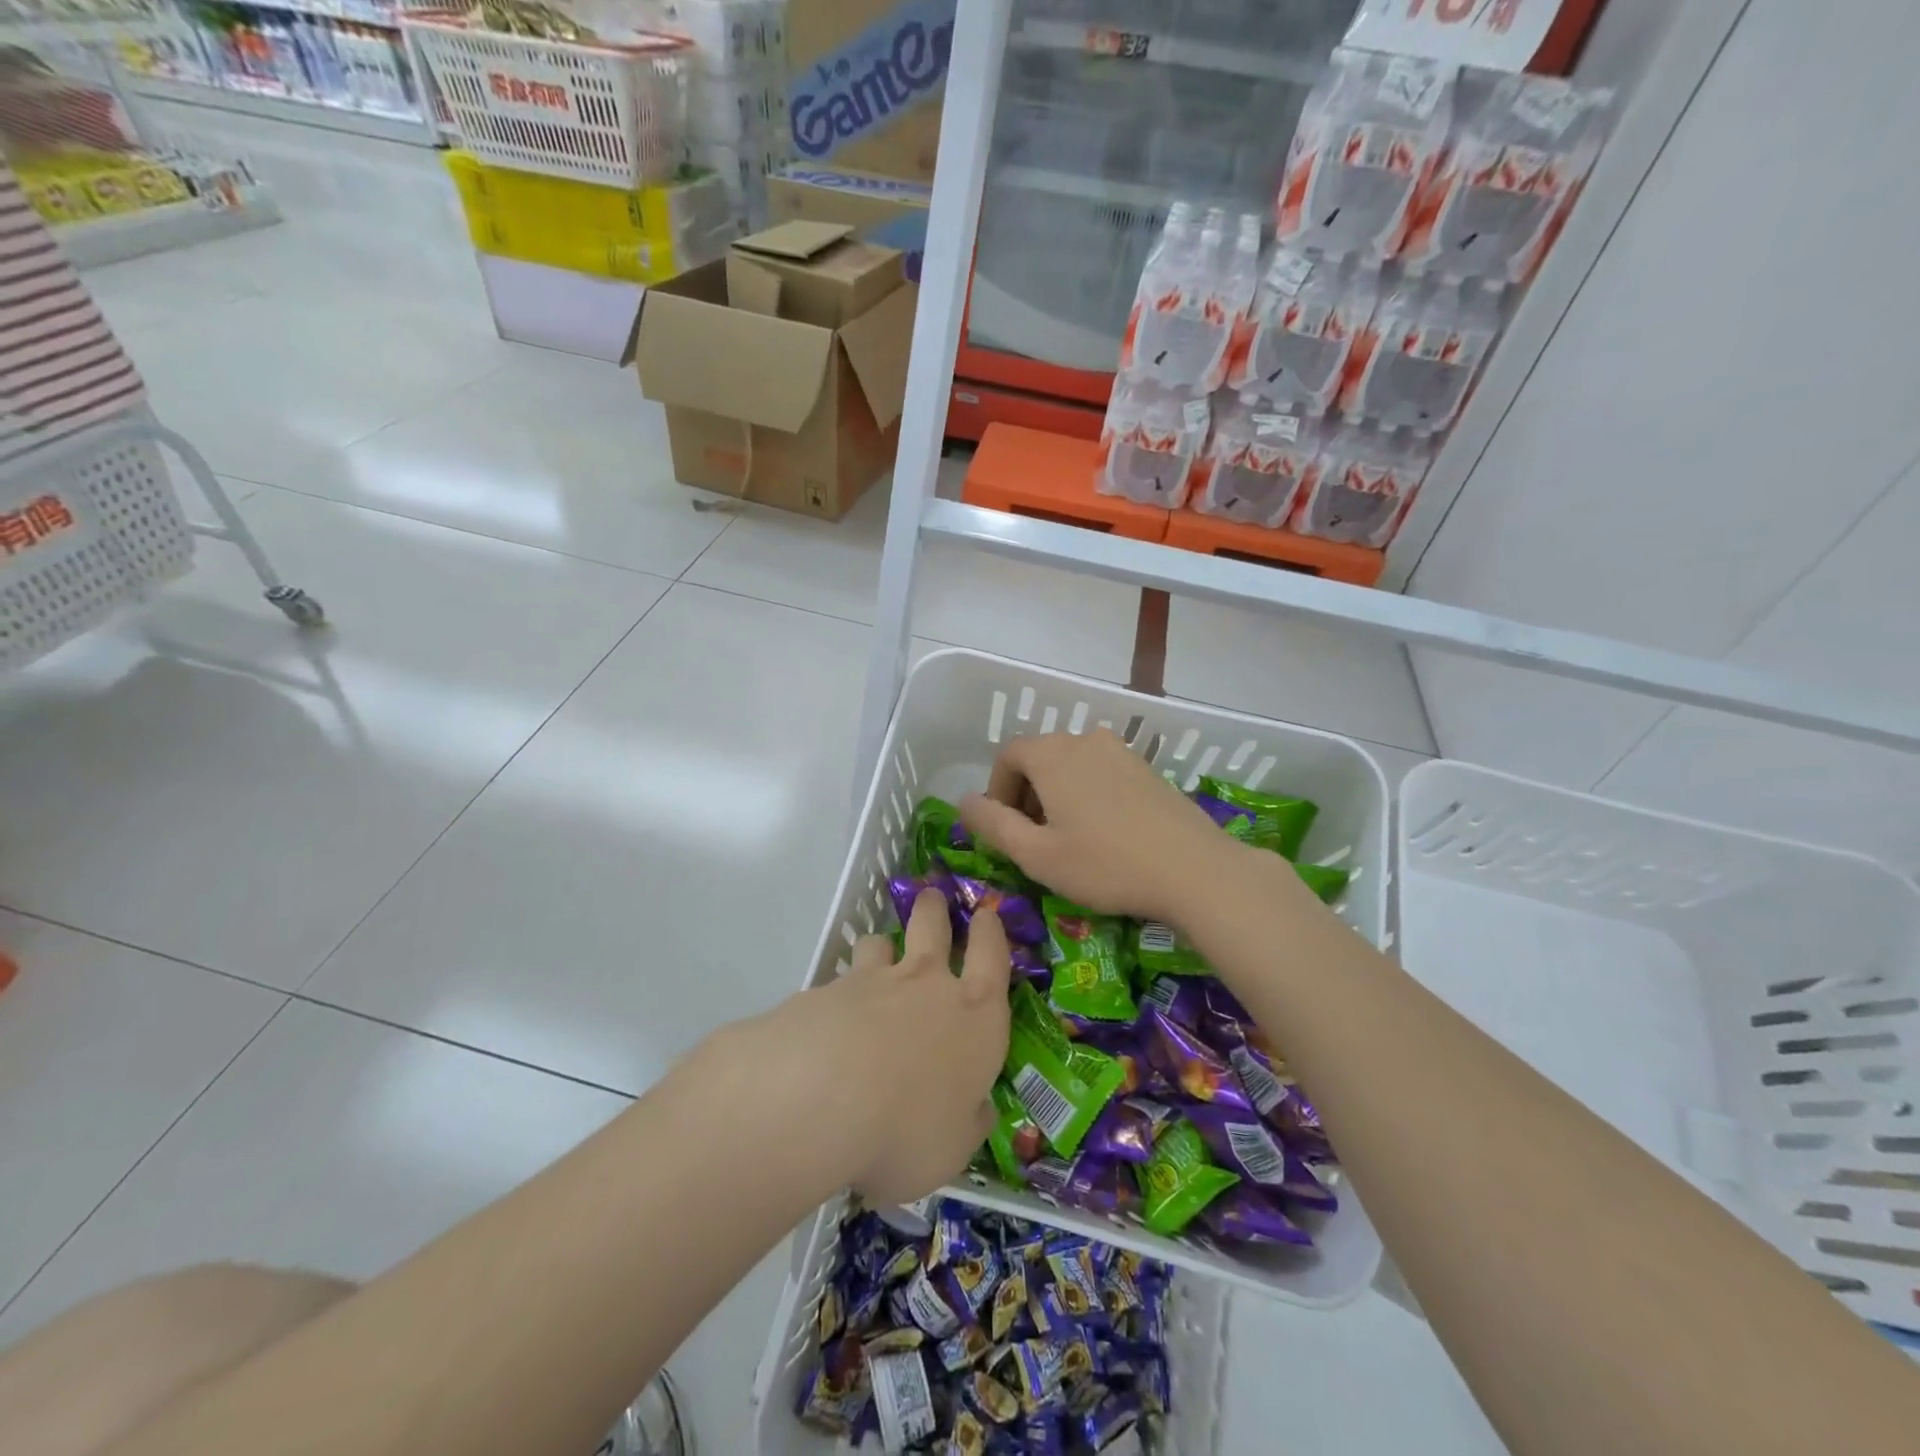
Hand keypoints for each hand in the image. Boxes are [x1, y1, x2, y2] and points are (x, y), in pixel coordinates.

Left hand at [700, 890, 1010, 1206]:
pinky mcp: (825, 991)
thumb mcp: (952, 1150)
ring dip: (882, 945)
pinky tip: (827, 1020)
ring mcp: (872, 981)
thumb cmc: (908, 1130)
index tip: (986, 916)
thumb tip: (978, 1111)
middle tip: (933, 898)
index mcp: (975, 1016)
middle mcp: (927, 985)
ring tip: (877, 953)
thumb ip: (968, 1125)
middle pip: (934, 925)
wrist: (822, 1099)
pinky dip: (839, 992)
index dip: (991, 933)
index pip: (993, 957)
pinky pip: (838, 981)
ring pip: (881, 943)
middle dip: (935, 909)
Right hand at [958, 729, 1248, 924]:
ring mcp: (1121, 751)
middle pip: (1039, 758)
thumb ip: (992, 824)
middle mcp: (1085, 739)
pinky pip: (1100, 772)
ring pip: (1071, 766)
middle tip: (1035, 842)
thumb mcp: (1036, 854)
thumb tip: (963, 801)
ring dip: (1057, 796)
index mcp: (1052, 754)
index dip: (997, 793)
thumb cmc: (1106, 864)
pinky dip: (1087, 795)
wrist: (1195, 870)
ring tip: (1069, 840)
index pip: (1007, 756)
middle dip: (1026, 796)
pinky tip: (1104, 834)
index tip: (1006, 831)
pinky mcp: (1147, 767)